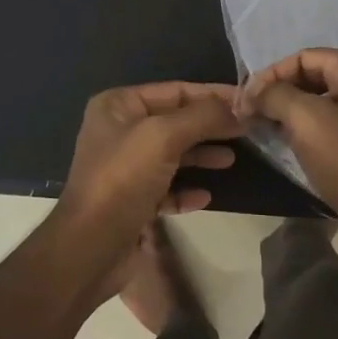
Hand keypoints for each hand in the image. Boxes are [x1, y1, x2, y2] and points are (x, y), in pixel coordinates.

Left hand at [57, 82, 240, 236]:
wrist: (90, 248)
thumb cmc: (123, 179)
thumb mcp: (163, 137)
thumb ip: (202, 117)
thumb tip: (238, 108)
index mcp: (118, 106)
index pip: (174, 90)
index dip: (212, 95)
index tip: (248, 102)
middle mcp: (119, 131)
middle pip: (176, 121)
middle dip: (210, 126)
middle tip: (248, 131)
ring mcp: (125, 168)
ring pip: (173, 154)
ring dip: (202, 156)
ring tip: (231, 160)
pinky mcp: (132, 201)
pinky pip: (167, 188)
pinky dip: (186, 189)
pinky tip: (205, 196)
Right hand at [237, 48, 337, 245]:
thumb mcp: (305, 120)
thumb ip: (274, 95)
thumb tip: (252, 92)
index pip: (303, 57)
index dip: (270, 75)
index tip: (244, 101)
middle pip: (315, 75)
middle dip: (280, 92)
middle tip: (250, 115)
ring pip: (324, 100)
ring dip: (292, 111)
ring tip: (265, 128)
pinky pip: (337, 122)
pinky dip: (311, 127)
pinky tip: (291, 143)